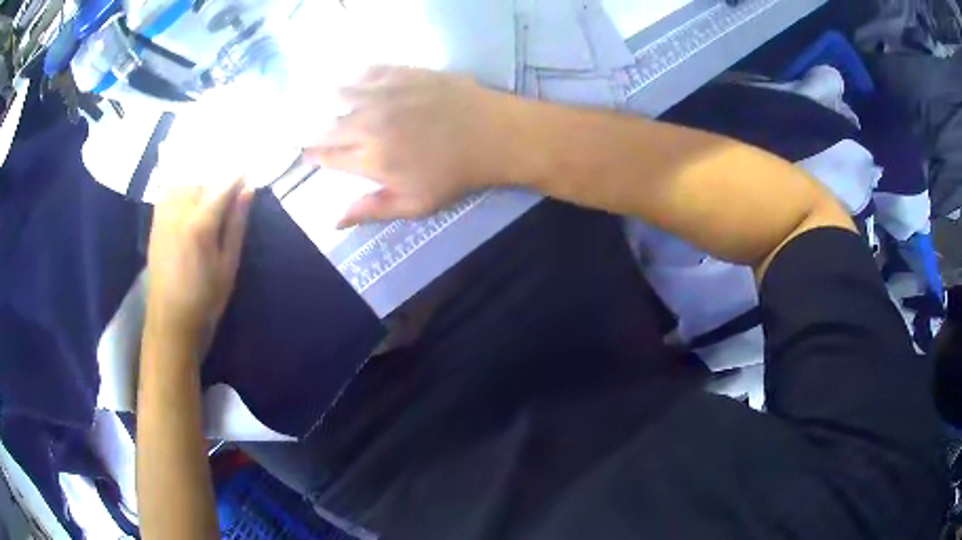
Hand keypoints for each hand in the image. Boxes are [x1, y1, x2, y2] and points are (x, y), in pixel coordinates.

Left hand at [146, 178, 253, 343]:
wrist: (170, 323)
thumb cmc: (205, 300)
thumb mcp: (228, 266)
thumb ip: (236, 224)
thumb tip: (248, 189)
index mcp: (200, 224)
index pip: (223, 185)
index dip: (238, 175)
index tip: (250, 171)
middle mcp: (179, 212)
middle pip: (201, 176)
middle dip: (217, 174)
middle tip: (231, 179)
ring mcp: (163, 216)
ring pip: (182, 179)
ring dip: (198, 176)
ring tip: (210, 184)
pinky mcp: (155, 223)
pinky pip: (166, 191)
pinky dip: (179, 184)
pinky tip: (188, 190)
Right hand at [305, 66, 527, 227]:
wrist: (493, 134)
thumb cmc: (455, 175)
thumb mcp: (414, 205)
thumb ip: (371, 210)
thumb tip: (333, 222)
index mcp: (370, 159)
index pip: (326, 156)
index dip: (314, 155)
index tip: (310, 154)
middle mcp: (368, 124)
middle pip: (327, 125)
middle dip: (317, 131)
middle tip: (321, 133)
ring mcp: (384, 95)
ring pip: (339, 93)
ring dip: (331, 101)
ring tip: (333, 105)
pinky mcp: (402, 73)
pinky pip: (367, 70)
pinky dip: (356, 77)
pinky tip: (358, 82)